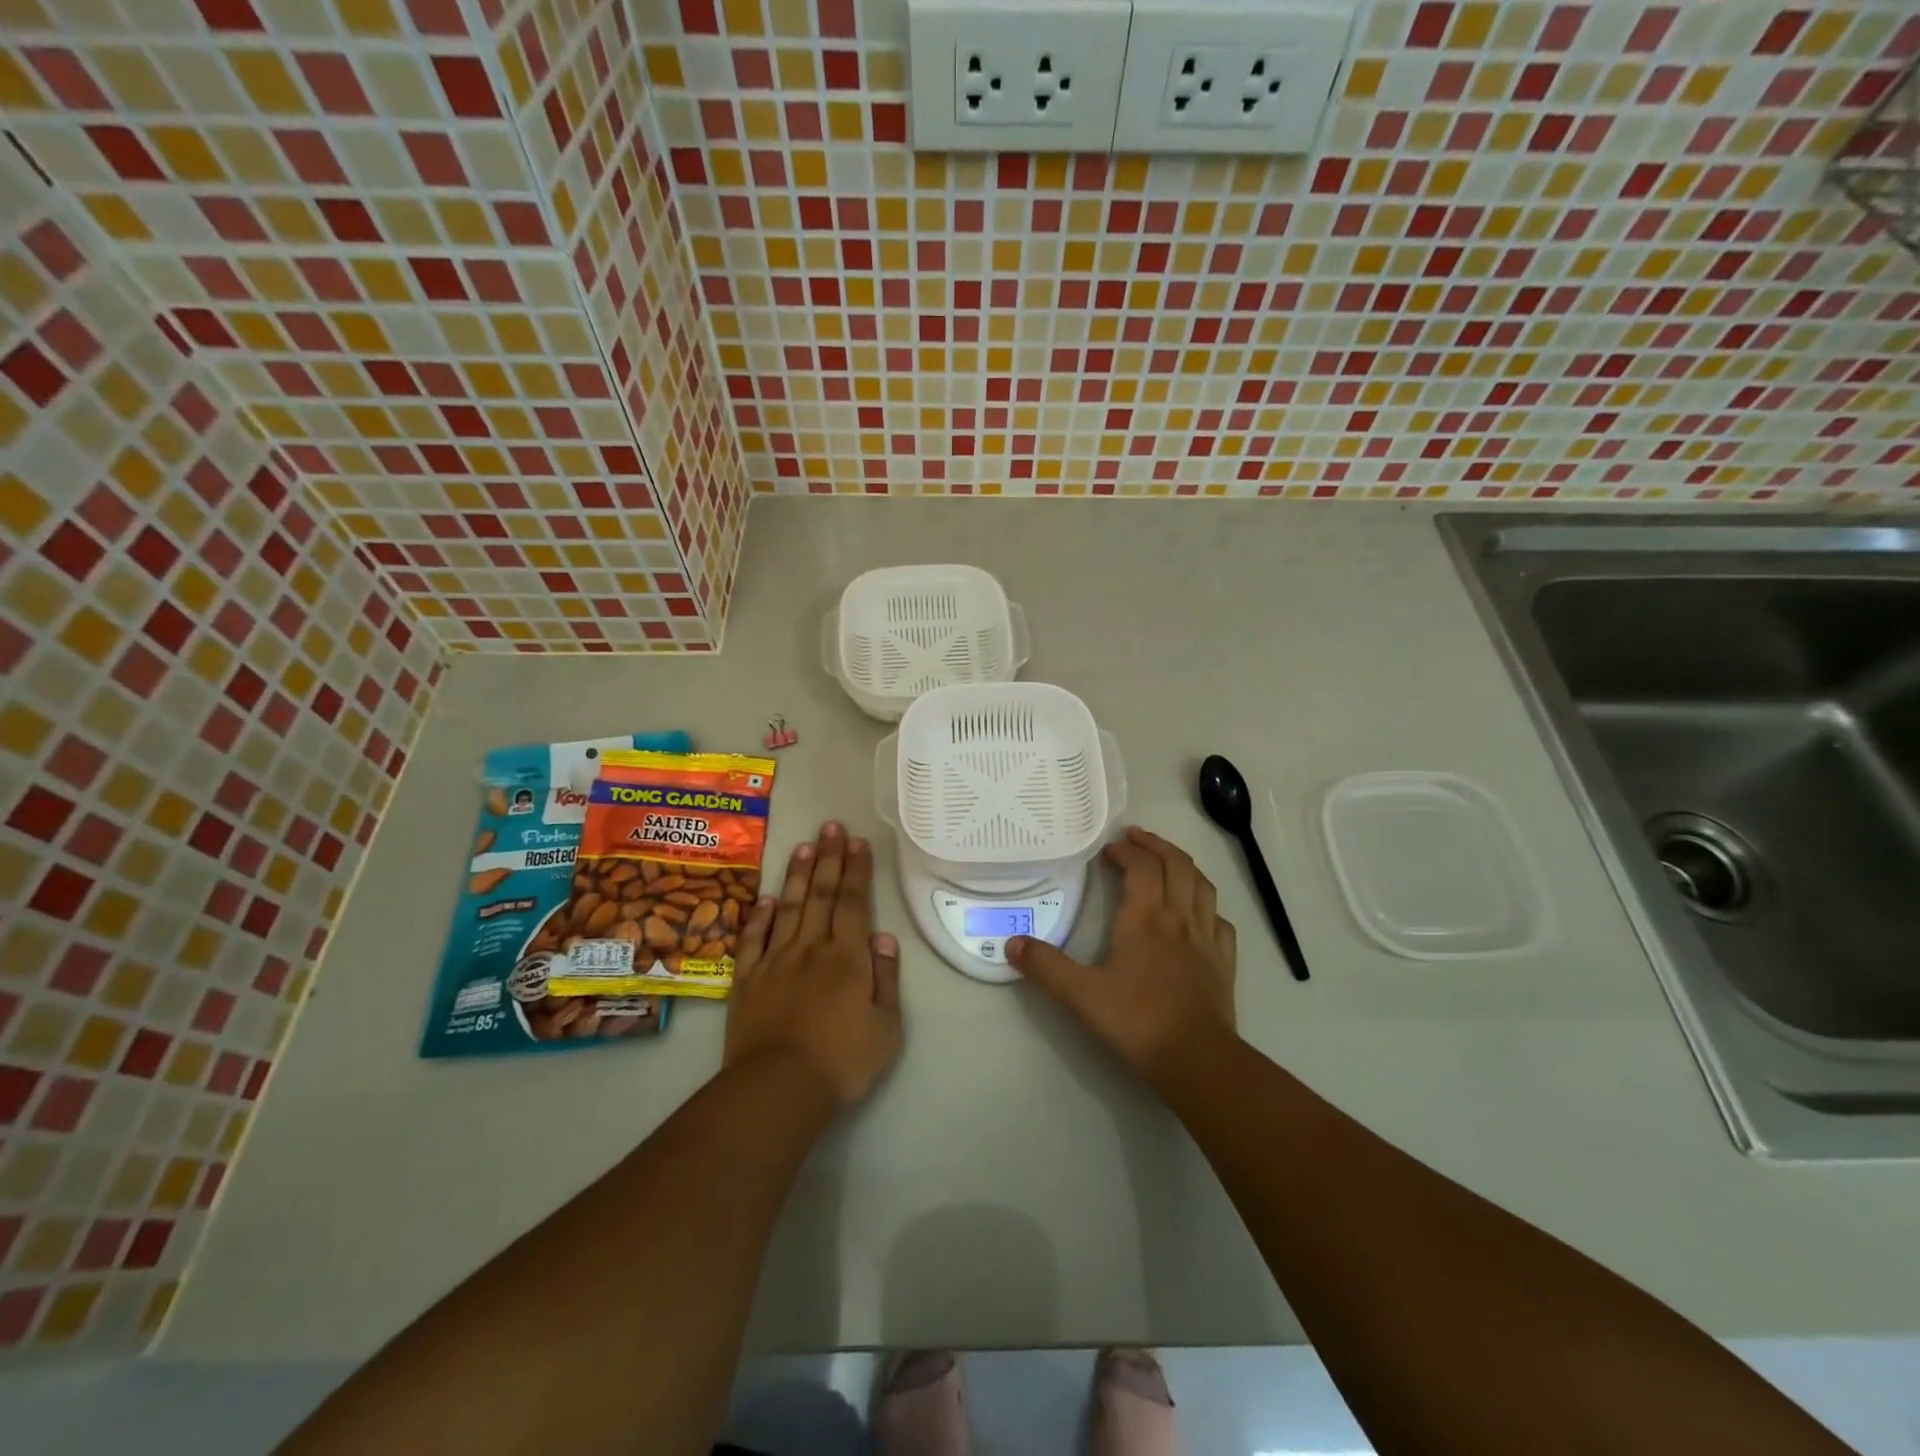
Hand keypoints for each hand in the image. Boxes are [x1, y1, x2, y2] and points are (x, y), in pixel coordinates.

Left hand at [724, 822, 901, 1111]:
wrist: (778, 1089)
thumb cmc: (842, 1061)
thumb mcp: (886, 1026)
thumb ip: (885, 977)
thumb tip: (883, 936)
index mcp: (847, 957)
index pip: (854, 903)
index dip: (856, 870)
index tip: (857, 841)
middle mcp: (811, 948)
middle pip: (822, 895)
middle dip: (828, 858)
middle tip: (830, 826)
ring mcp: (775, 961)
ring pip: (789, 907)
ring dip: (798, 874)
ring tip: (803, 845)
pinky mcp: (748, 979)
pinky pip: (754, 939)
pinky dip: (760, 915)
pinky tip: (765, 897)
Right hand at [1008, 826, 1236, 1089]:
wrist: (1197, 1059)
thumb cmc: (1137, 1021)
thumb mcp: (1081, 995)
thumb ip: (1046, 967)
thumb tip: (1013, 943)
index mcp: (1146, 918)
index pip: (1142, 867)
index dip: (1127, 851)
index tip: (1109, 850)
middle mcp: (1179, 918)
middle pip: (1176, 866)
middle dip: (1156, 846)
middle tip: (1137, 839)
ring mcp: (1207, 939)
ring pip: (1202, 886)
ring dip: (1184, 867)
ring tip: (1169, 862)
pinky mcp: (1224, 962)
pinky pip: (1220, 921)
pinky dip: (1208, 906)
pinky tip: (1200, 914)